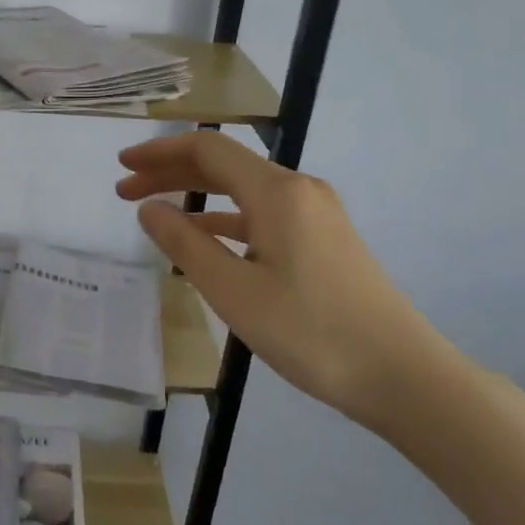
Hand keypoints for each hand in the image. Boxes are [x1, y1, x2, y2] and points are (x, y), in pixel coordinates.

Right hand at [116, 132, 458, 432]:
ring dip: (195, 195)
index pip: (206, 150)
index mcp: (276, 191)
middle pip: (223, 165)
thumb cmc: (311, 332)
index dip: (159, 153)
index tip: (121, 168)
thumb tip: (149, 208)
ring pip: (242, 190)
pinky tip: (204, 237)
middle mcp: (298, 189)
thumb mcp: (233, 291)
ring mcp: (316, 213)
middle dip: (170, 172)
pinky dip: (225, 217)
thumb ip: (185, 244)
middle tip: (124, 190)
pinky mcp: (324, 239)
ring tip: (154, 212)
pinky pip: (262, 214)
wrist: (403, 375)